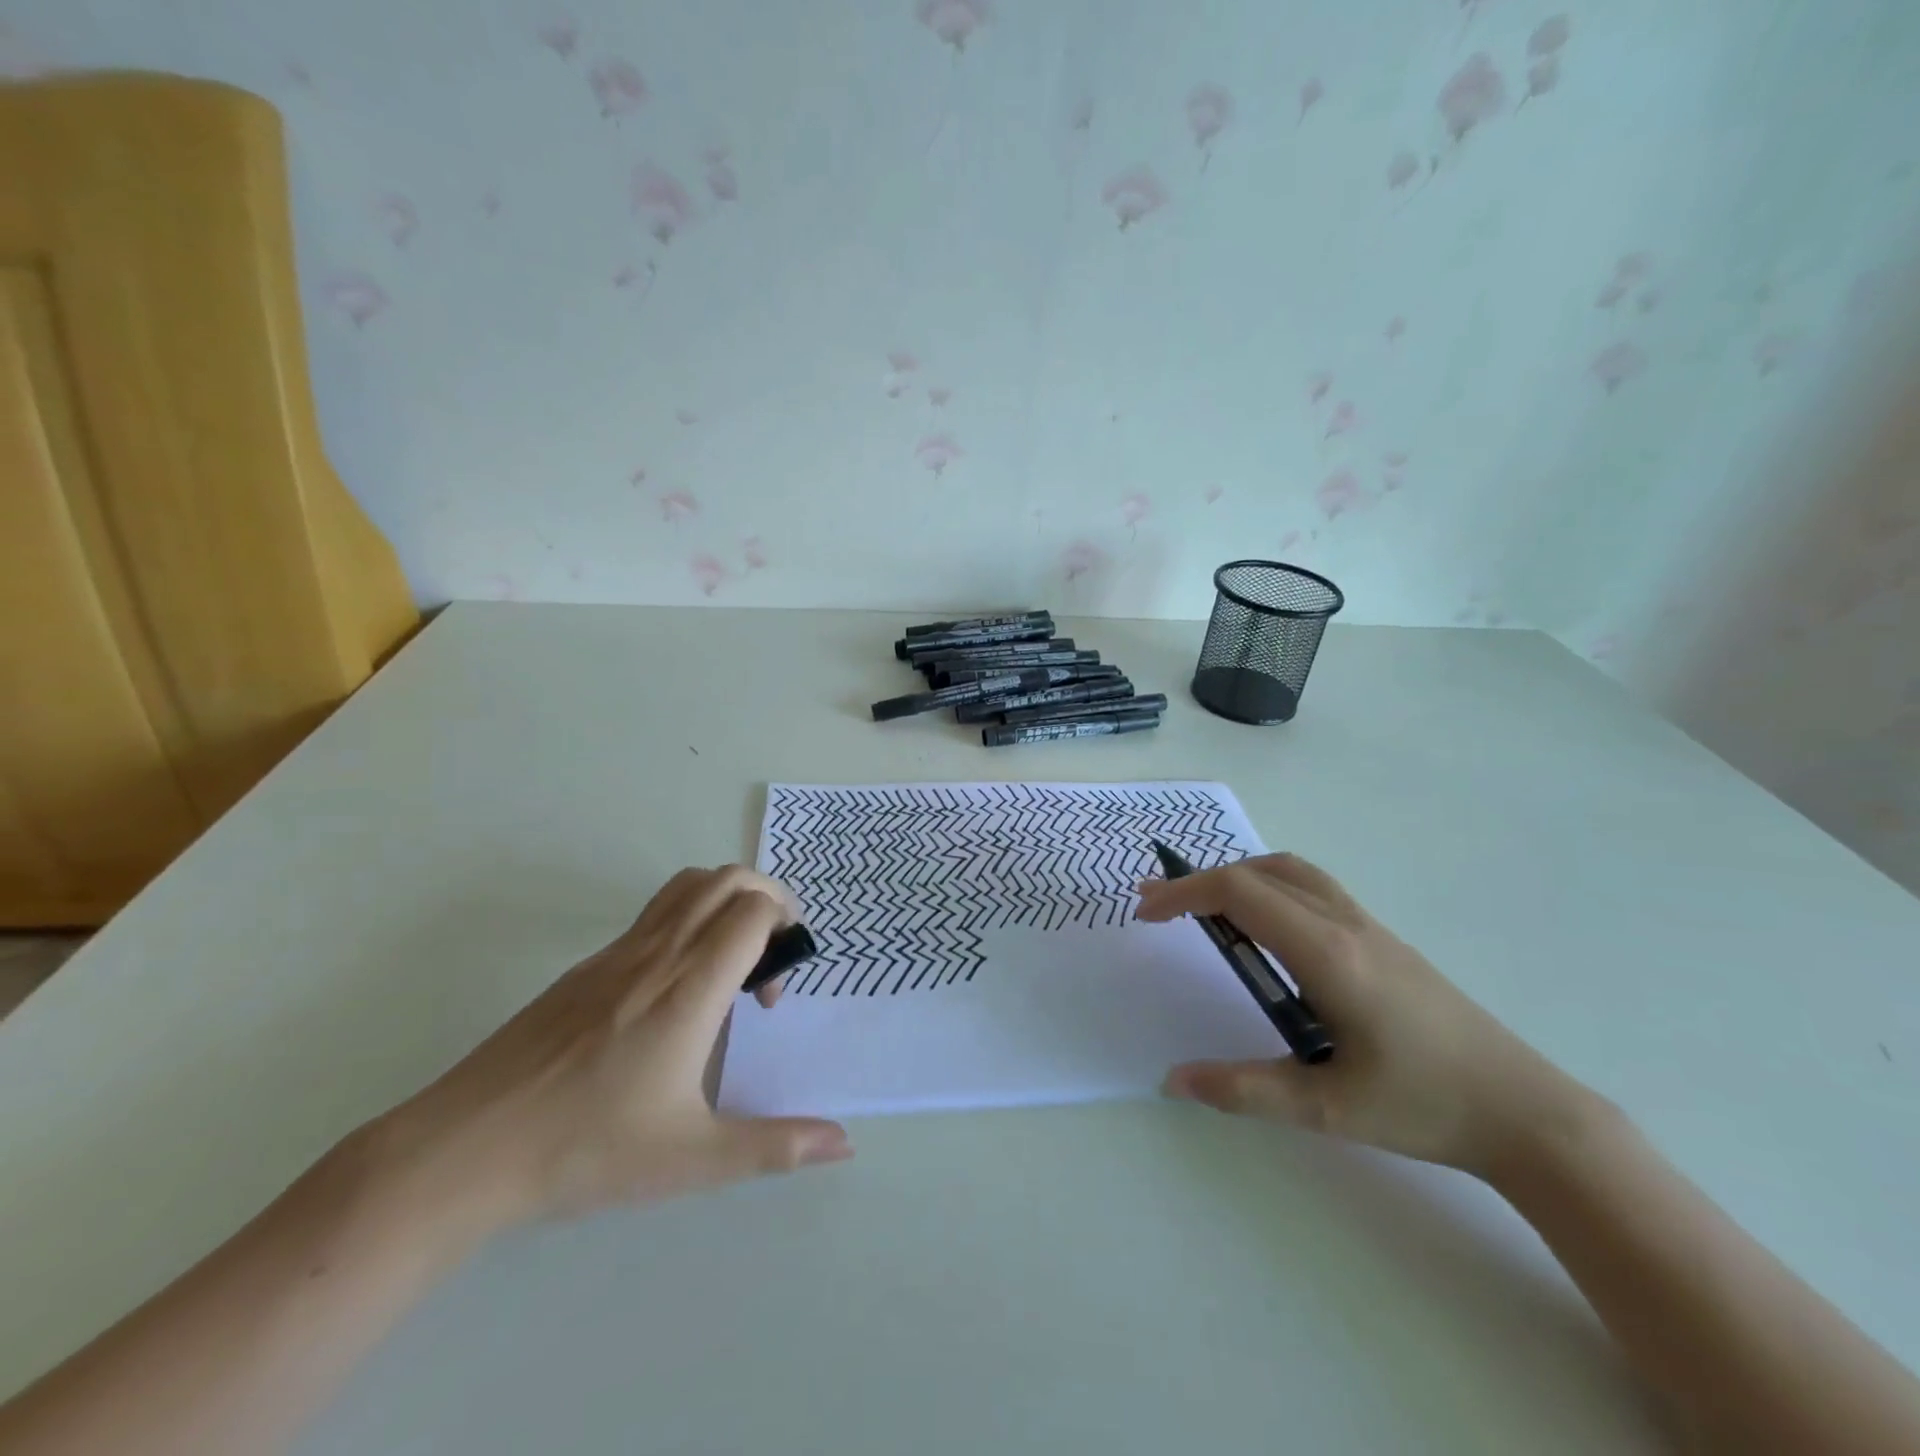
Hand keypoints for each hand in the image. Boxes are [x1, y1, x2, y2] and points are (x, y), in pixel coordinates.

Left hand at [364, 866, 851, 1237]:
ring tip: (732, 958)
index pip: (754, 909)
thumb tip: (845, 1143)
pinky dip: (689, 919)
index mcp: (690, 987)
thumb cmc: (588, 1149)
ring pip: (688, 884)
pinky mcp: (587, 966)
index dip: (785, 930)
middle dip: (768, 898)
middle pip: (729, 879)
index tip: (773, 994)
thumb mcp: (693, 1159)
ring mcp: (617, 953)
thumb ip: (775, 1146)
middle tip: (772, 955)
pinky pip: (655, 914)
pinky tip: (675, 989)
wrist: (466, 1150)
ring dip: (727, 899)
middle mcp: (658, 953)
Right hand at [1136, 853, 1587, 1178]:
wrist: (1527, 1111)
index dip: (1184, 893)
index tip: (1146, 915)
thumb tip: (1172, 1080)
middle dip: (1200, 882)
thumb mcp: (1326, 1109)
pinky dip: (1269, 888)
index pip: (1240, 892)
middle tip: (1159, 908)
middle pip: (1259, 872)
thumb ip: (1243, 1089)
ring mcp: (1368, 927)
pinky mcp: (1382, 940)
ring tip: (1205, 909)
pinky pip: (1312, 889)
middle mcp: (1344, 924)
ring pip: (1290, 872)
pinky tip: (1265, 932)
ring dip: (1238, 877)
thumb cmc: (1424, 1106)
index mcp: (1326, 953)